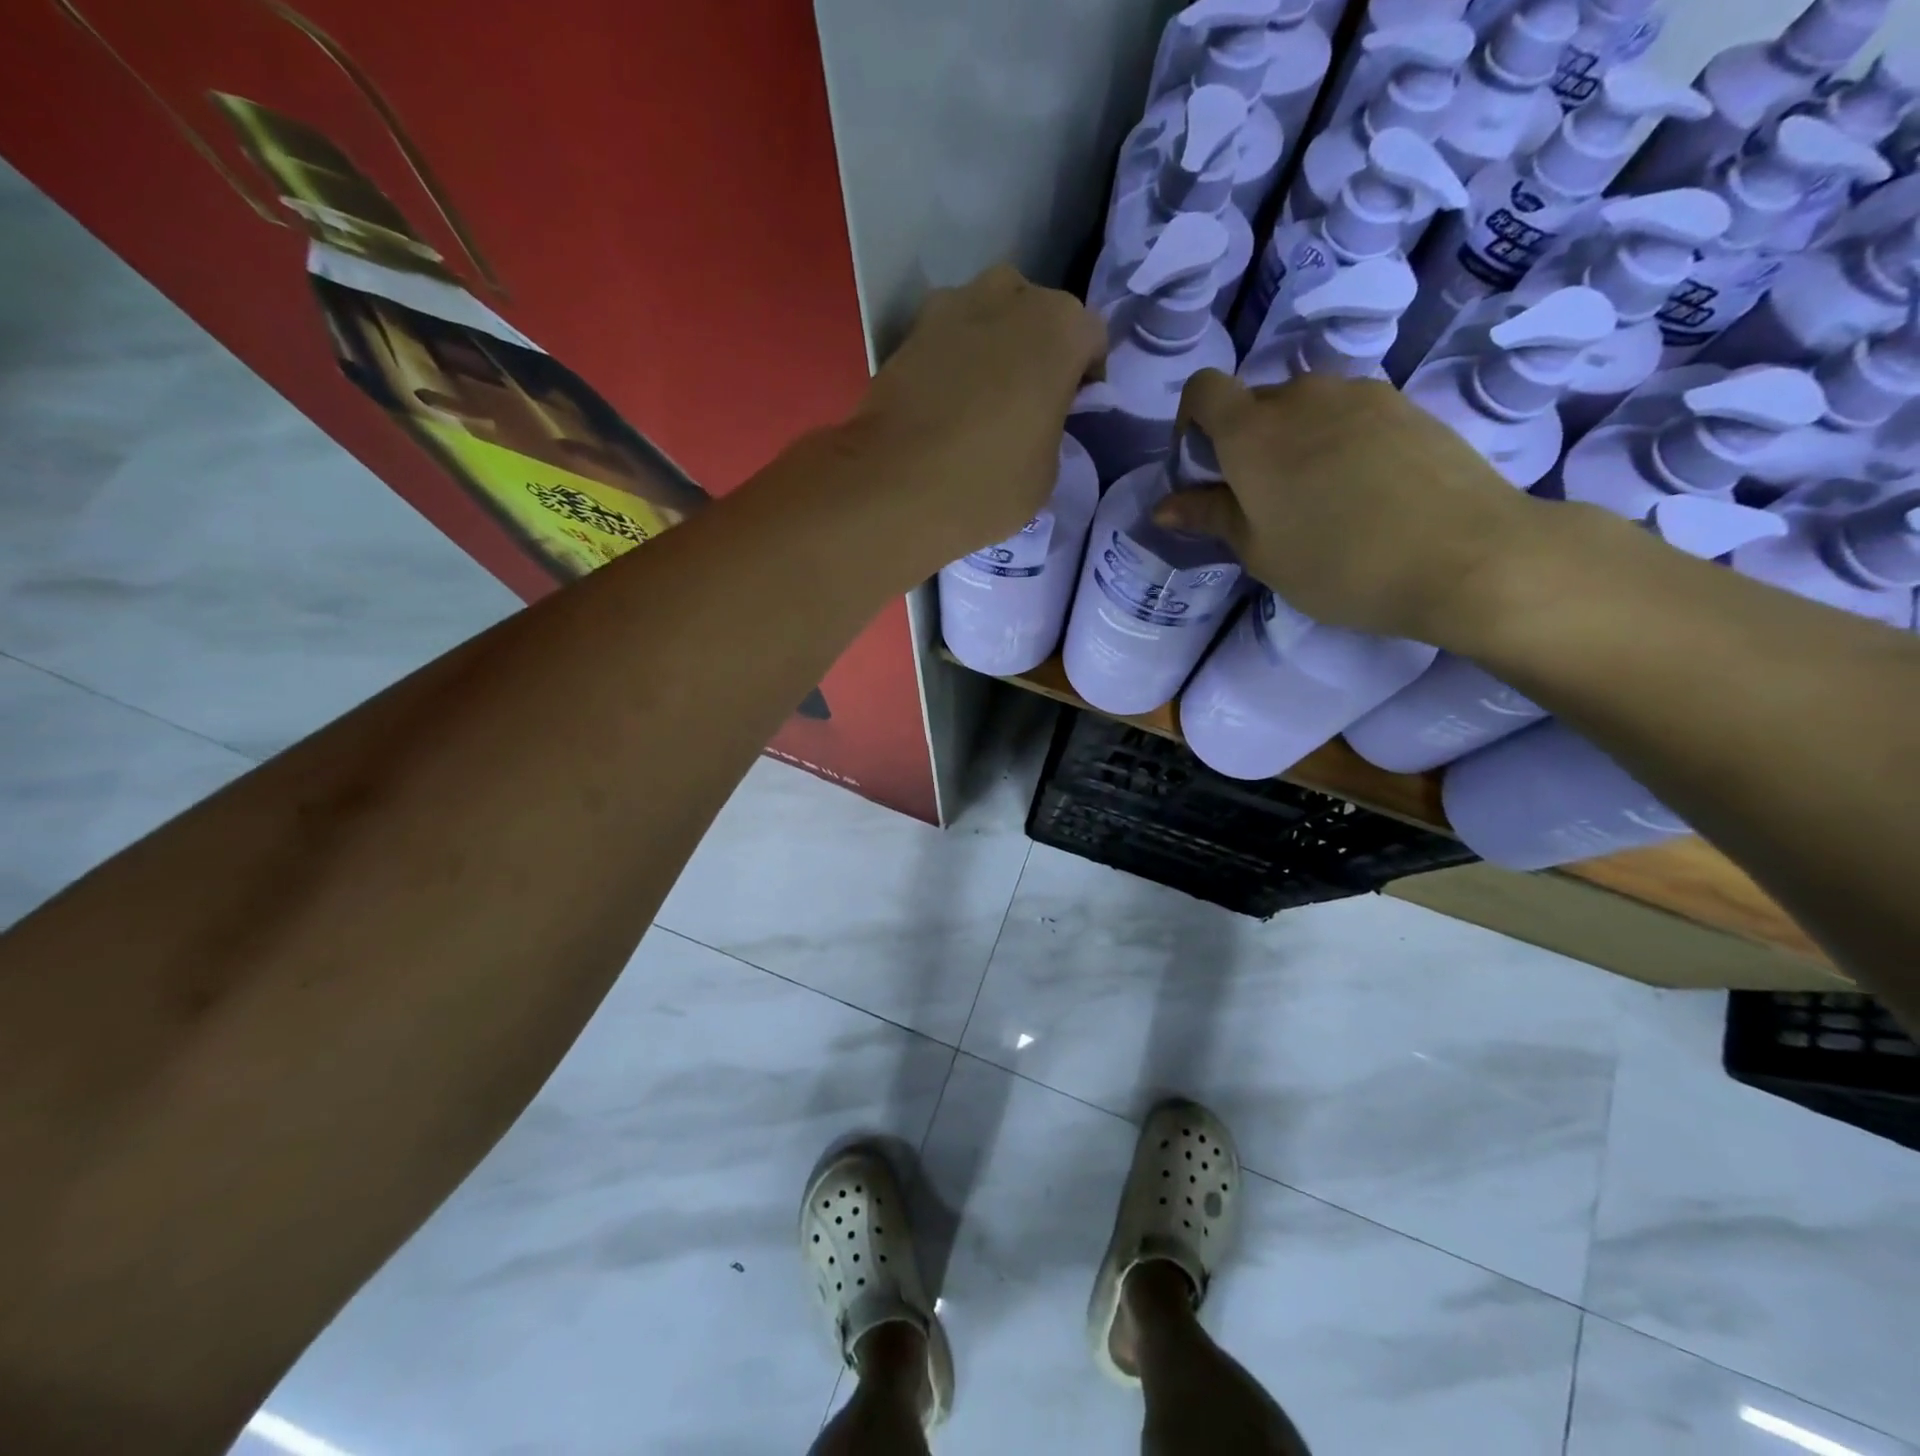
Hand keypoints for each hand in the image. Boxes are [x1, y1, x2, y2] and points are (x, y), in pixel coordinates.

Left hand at [849, 265, 1105, 569]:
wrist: (895, 488)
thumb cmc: (990, 482)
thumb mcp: (1047, 470)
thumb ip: (1051, 426)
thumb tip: (1034, 420)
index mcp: (1059, 327)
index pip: (1090, 338)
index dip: (1085, 376)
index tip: (1072, 410)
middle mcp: (1008, 297)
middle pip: (1034, 314)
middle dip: (1035, 350)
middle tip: (1027, 400)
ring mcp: (950, 308)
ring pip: (986, 317)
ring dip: (990, 348)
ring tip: (981, 399)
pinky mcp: (906, 334)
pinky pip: (944, 341)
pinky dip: (950, 364)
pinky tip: (943, 407)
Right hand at [1154, 370, 1543, 643]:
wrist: (1466, 555)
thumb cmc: (1339, 564)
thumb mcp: (1260, 552)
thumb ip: (1210, 518)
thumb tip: (1164, 507)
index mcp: (1253, 432)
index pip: (1203, 390)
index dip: (1191, 423)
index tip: (1203, 470)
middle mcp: (1302, 396)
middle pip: (1255, 403)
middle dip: (1245, 443)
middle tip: (1263, 502)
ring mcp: (1360, 394)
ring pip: (1305, 408)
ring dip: (1294, 443)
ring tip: (1319, 500)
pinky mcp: (1405, 404)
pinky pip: (1349, 414)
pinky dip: (1338, 442)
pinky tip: (1363, 491)